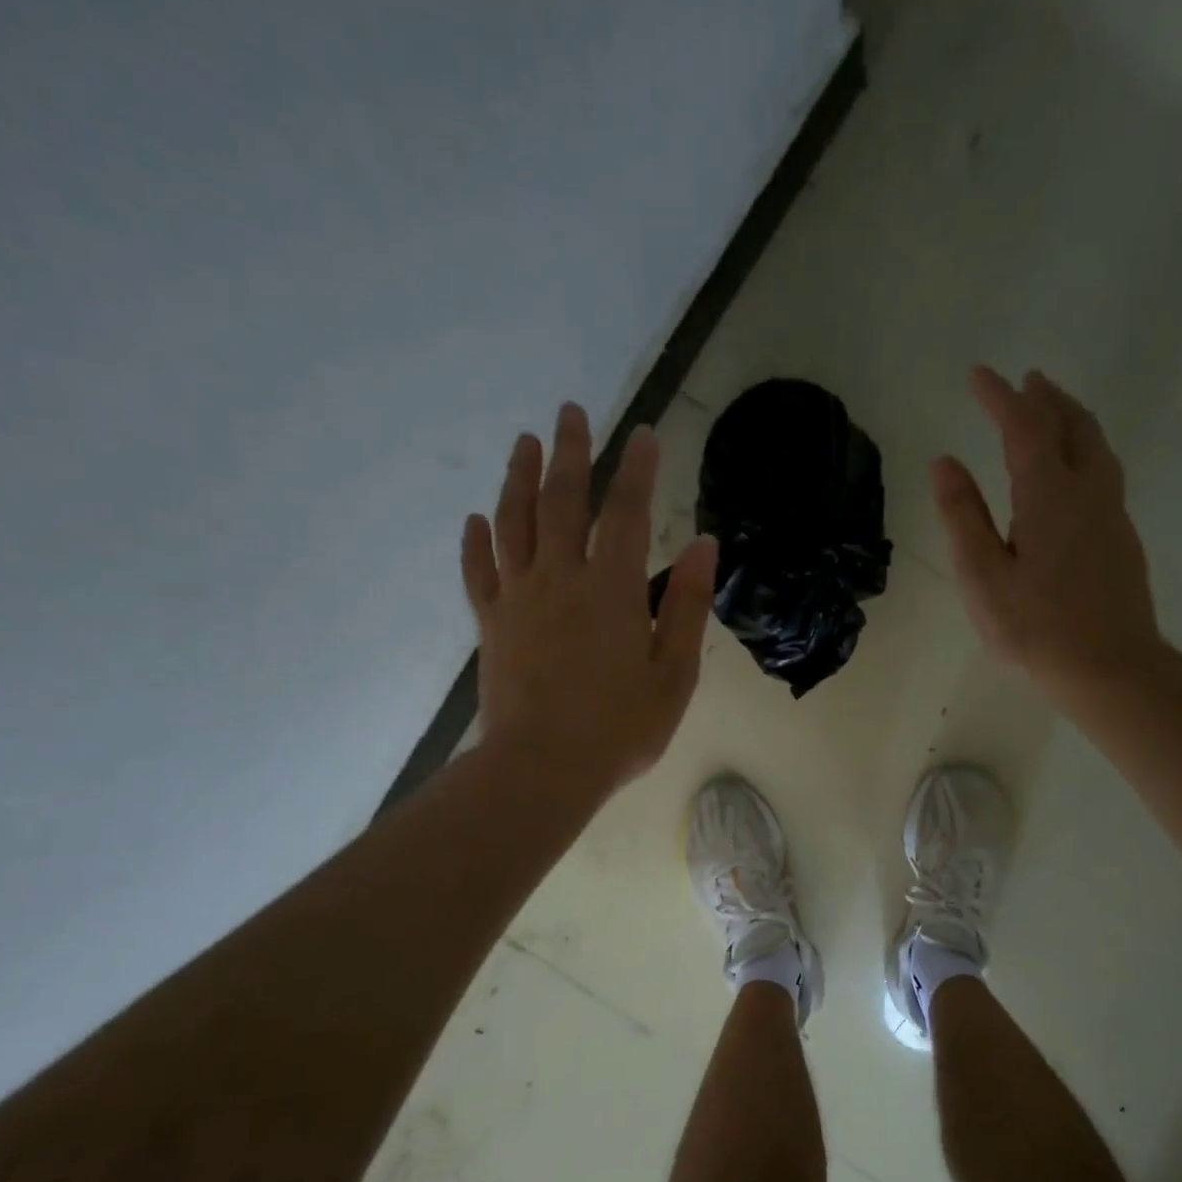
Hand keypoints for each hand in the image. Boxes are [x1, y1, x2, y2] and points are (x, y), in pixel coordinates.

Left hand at [462, 404, 717, 798]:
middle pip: (563, 500)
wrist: (542, 769)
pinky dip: (477, 541)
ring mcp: (518, 597)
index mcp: (611, 588)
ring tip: (525, 443)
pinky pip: (479, 570)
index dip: (636, 469)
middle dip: (571, 452)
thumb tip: (704, 544)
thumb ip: (687, 604)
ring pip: (514, 522)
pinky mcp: (491, 623)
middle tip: (571, 411)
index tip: (643, 434)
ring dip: (520, 478)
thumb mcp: (674, 673)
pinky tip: (477, 518)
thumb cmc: (620, 727)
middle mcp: (560, 577)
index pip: (627, 511)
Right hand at [933, 366, 1164, 709]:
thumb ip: (963, 515)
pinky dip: (1085, 448)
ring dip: (1072, 418)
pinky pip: (1104, 471)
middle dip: (1045, 399)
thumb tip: (945, 462)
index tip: (979, 374)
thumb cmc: (1035, 628)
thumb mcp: (982, 575)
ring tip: (1053, 408)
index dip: (999, 398)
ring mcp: (1111, 514)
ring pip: (1096, 446)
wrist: (1110, 668)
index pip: (1023, 428)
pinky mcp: (1121, 538)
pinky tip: (1074, 468)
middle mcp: (1088, 492)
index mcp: (1049, 495)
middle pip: (1072, 426)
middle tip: (1026, 380)